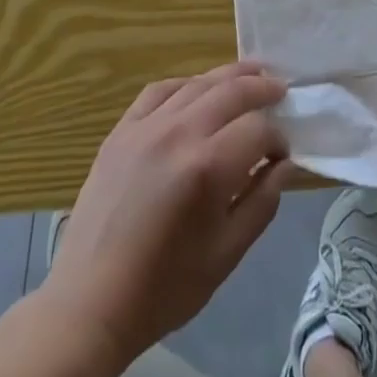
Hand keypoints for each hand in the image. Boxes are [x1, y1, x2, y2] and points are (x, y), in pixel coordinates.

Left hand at [42, 61, 293, 362]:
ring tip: (251, 74)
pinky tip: (196, 90)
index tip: (281, 155)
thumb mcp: (227, 255)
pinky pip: (159, 91)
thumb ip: (263, 202)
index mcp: (208, 168)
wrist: (90, 302)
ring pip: (197, 83)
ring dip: (229, 76)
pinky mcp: (121, 131)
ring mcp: (146, 127)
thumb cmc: (165, 288)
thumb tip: (285, 164)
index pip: (258, 129)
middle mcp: (179, 133)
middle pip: (231, 91)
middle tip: (280, 90)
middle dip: (262, 88)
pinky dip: (185, 84)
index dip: (277, 138)